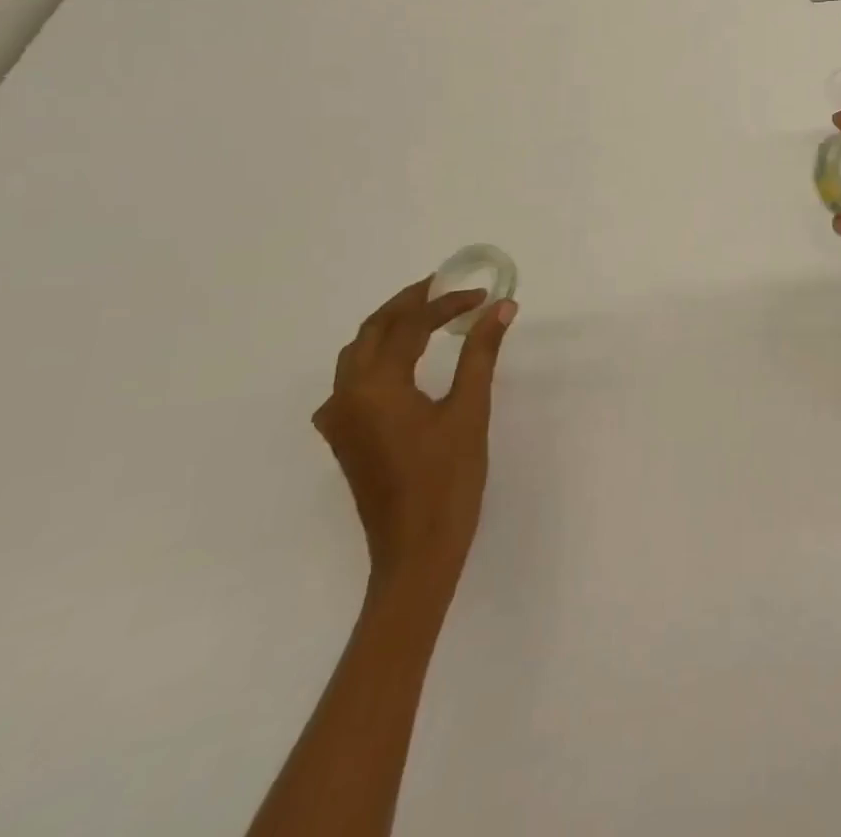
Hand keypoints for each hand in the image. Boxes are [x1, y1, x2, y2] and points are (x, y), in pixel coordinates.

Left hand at [312, 280, 516, 596]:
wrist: (416, 553)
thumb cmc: (447, 480)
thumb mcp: (469, 410)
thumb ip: (481, 352)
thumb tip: (501, 307)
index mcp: (375, 386)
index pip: (410, 326)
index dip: (447, 304)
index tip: (482, 295)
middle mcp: (346, 395)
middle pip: (373, 330)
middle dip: (409, 303)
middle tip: (446, 287)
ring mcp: (340, 418)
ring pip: (357, 353)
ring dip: (390, 326)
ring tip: (428, 313)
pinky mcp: (344, 437)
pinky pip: (353, 379)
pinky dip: (378, 356)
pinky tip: (403, 360)